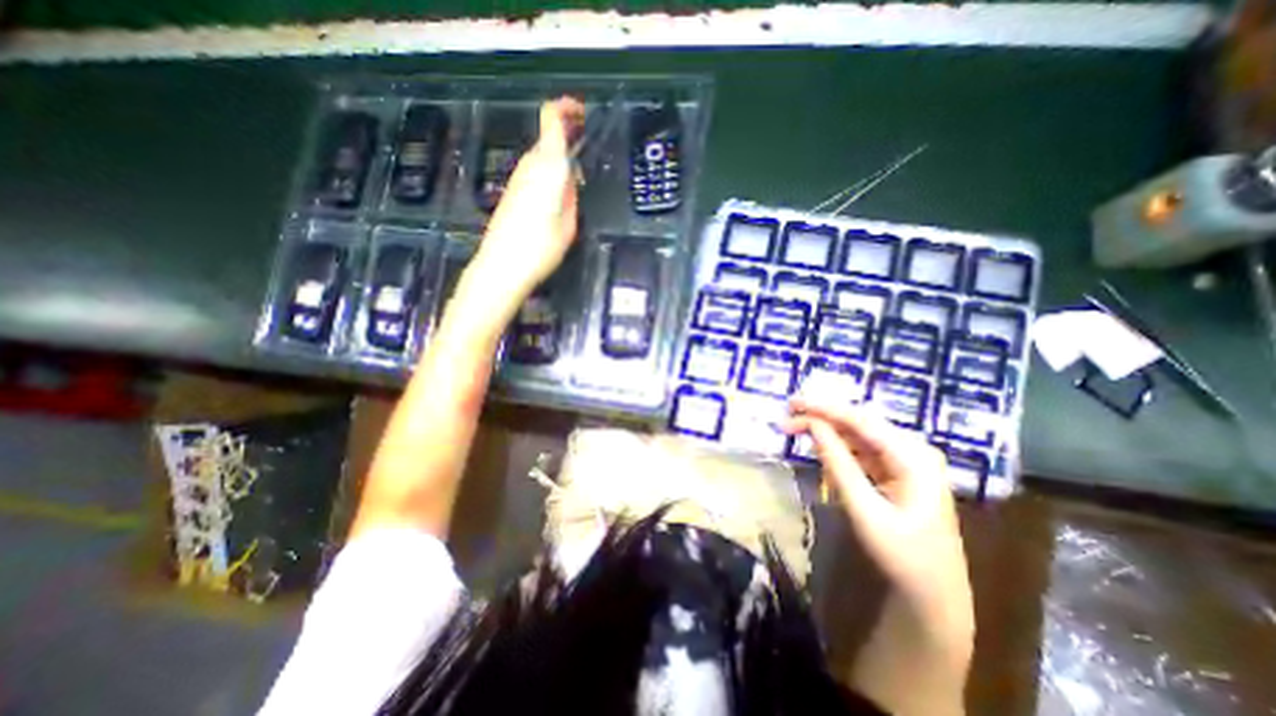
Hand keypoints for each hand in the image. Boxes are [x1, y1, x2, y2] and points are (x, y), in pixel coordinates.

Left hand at [469, 99, 584, 314]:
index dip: (566, 108)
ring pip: (540, 157)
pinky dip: (548, 174)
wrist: (502, 267)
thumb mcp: (569, 224)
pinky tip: (558, 194)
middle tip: (586, 149)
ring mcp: (517, 179)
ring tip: (577, 177)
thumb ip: (572, 196)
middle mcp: (529, 166)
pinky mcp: (511, 194)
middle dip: (566, 137)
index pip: (551, 119)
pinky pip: (534, 173)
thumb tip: (570, 180)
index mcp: (547, 167)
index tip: (582, 112)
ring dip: (558, 158)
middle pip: (546, 137)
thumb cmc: (540, 248)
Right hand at [784, 399, 973, 644]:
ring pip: (858, 433)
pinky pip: (862, 448)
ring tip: (795, 427)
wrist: (934, 596)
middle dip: (822, 416)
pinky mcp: (896, 469)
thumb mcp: (866, 511)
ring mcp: (906, 459)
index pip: (862, 421)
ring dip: (827, 429)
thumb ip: (839, 465)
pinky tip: (819, 444)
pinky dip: (838, 445)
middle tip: (787, 417)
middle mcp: (913, 449)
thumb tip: (813, 426)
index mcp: (914, 457)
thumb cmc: (903, 557)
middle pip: (859, 422)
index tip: (792, 403)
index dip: (824, 408)